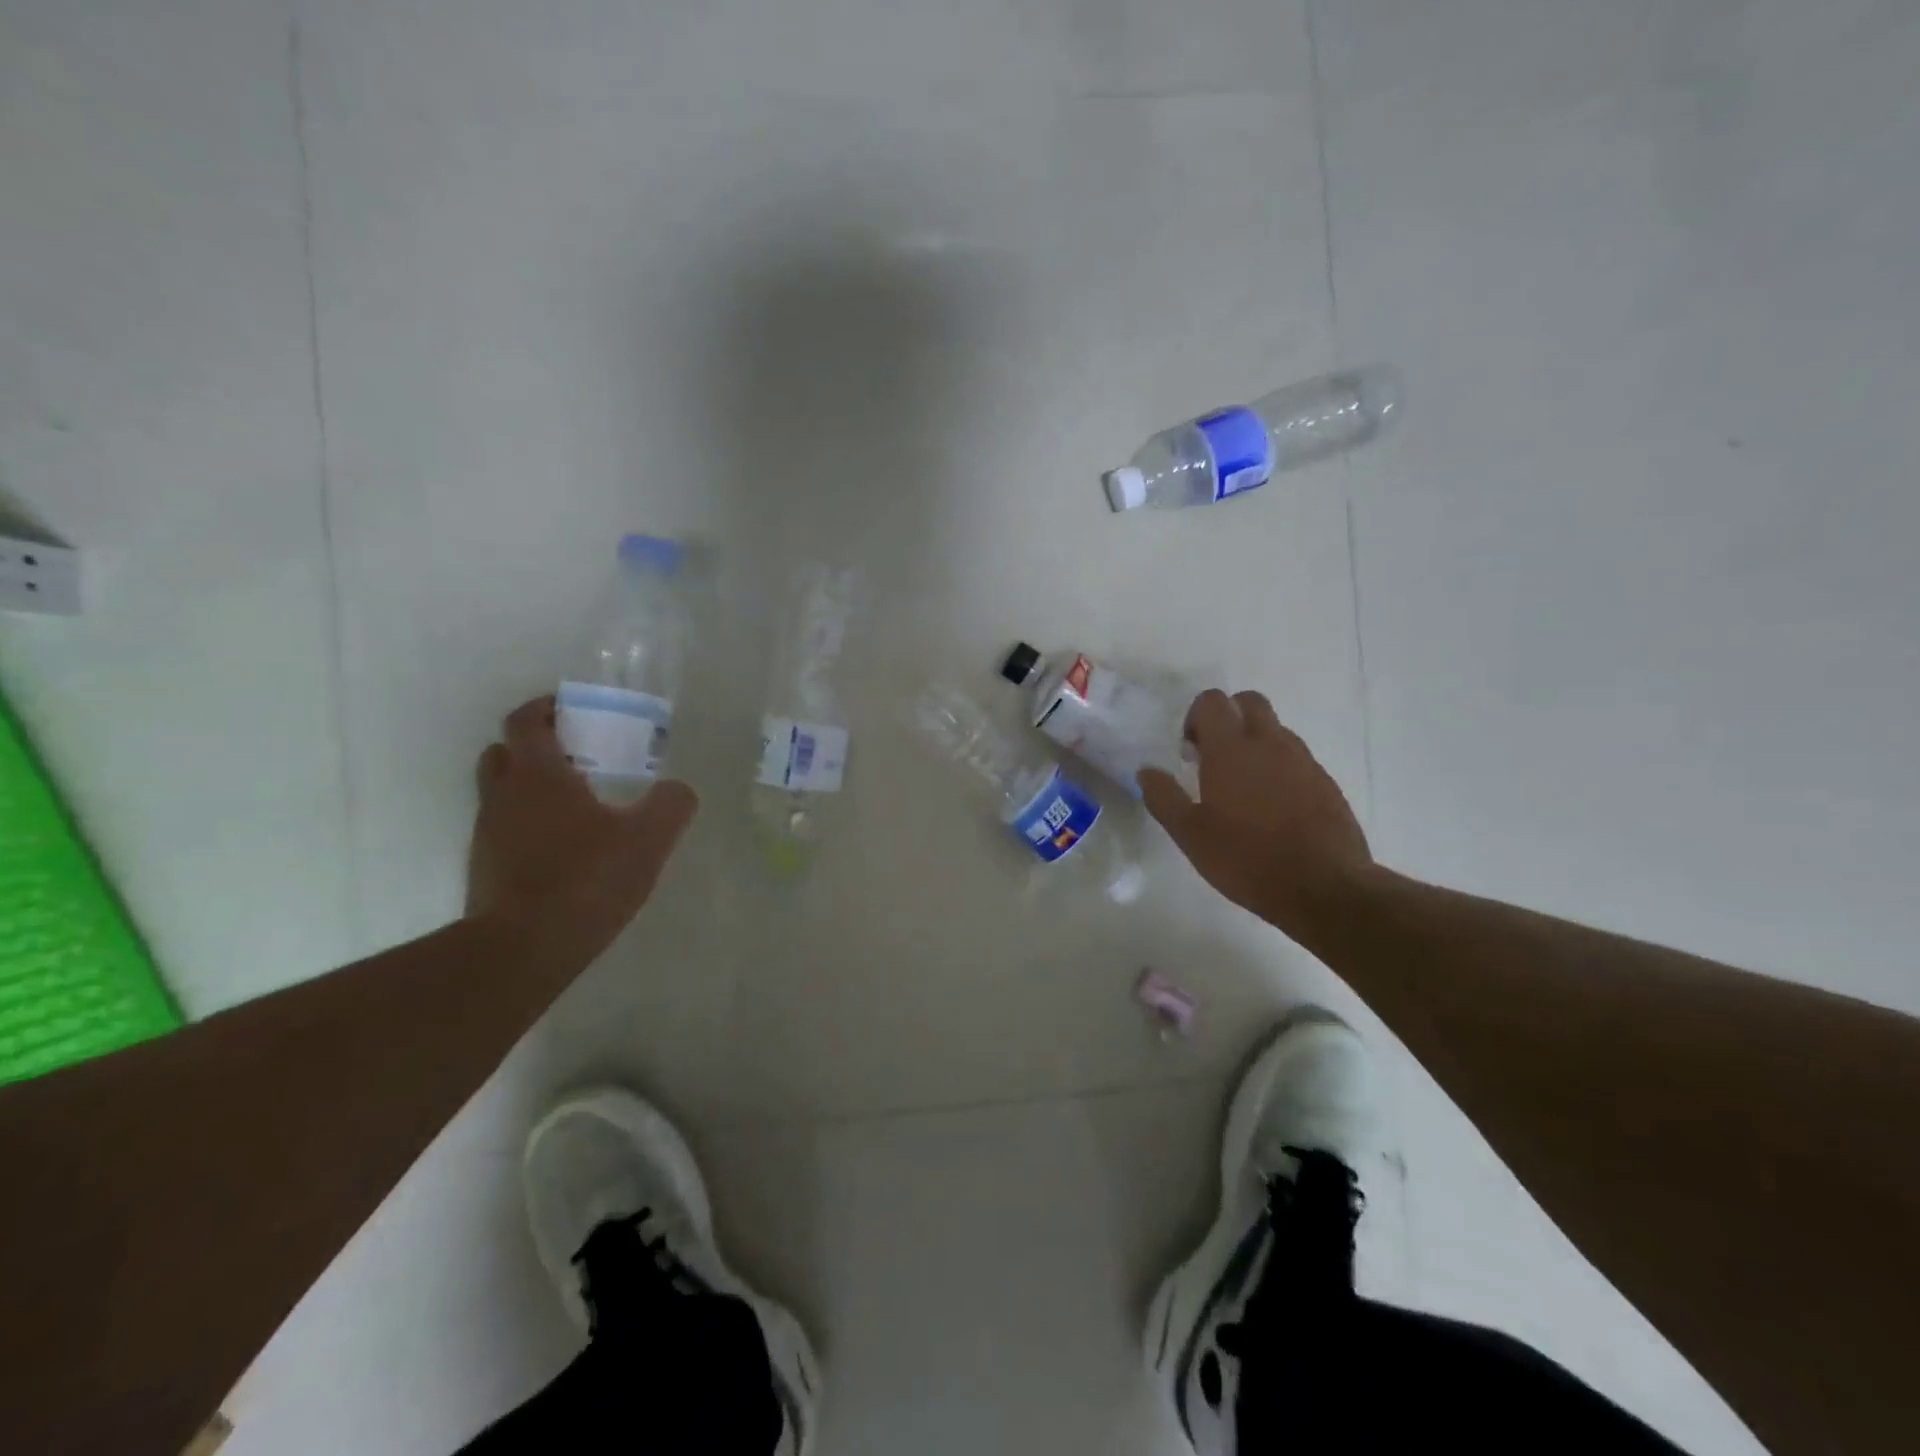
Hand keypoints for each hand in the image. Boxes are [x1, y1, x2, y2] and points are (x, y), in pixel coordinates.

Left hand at [466, 697, 697, 966]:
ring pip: (502, 793)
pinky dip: (528, 826)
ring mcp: (487, 834)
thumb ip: (670, 805)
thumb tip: (679, 789)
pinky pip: (505, 830)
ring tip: (577, 805)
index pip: (526, 720)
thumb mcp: (648, 839)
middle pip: (504, 752)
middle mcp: (503, 796)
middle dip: (536, 746)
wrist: (522, 950)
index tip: (573, 708)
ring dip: (530, 787)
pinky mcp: (485, 870)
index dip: (546, 707)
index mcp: (538, 775)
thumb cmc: (586, 879)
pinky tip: (565, 850)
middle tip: (577, 756)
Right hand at [1138, 689, 1372, 940]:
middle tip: (1213, 756)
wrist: (1325, 888)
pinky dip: (1279, 767)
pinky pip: (1296, 758)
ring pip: (1275, 730)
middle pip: (1249, 701)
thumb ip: (1164, 798)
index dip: (1195, 717)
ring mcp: (1303, 760)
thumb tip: (1146, 771)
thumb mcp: (1191, 835)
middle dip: (1228, 717)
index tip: (1189, 751)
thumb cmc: (1247, 859)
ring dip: (1254, 742)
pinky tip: (1272, 808)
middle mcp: (1270, 743)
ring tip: (1242, 787)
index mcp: (1231, 750)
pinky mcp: (1325, 782)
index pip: (1213, 701)